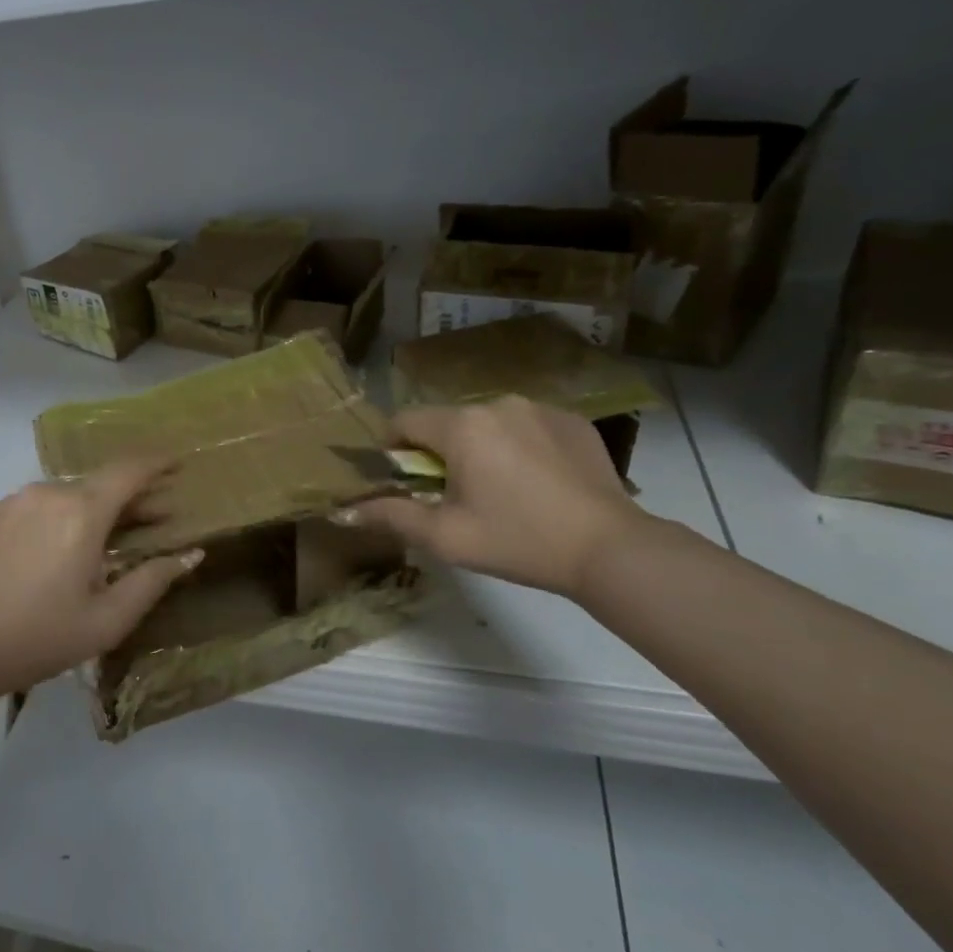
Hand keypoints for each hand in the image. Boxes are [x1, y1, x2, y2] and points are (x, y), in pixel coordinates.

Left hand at [0, 457, 203, 697]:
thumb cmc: (39, 638)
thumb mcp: (106, 620)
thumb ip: (153, 581)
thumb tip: (191, 553)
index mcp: (81, 512)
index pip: (130, 471)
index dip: (158, 463)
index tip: (178, 464)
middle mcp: (49, 493)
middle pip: (102, 482)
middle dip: (134, 495)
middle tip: (158, 517)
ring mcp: (16, 501)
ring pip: (71, 493)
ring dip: (99, 506)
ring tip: (113, 536)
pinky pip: (43, 503)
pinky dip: (67, 513)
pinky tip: (68, 544)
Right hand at [352, 398, 646, 598]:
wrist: (610, 548)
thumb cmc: (517, 541)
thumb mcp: (445, 536)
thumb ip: (390, 516)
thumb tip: (343, 512)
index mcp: (461, 426)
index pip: (404, 421)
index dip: (394, 450)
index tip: (405, 481)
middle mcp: (496, 403)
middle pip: (446, 422)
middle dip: (441, 452)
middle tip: (456, 495)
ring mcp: (539, 407)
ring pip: (487, 423)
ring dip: (480, 447)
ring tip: (502, 490)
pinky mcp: (572, 419)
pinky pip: (526, 425)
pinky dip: (519, 446)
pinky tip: (538, 482)